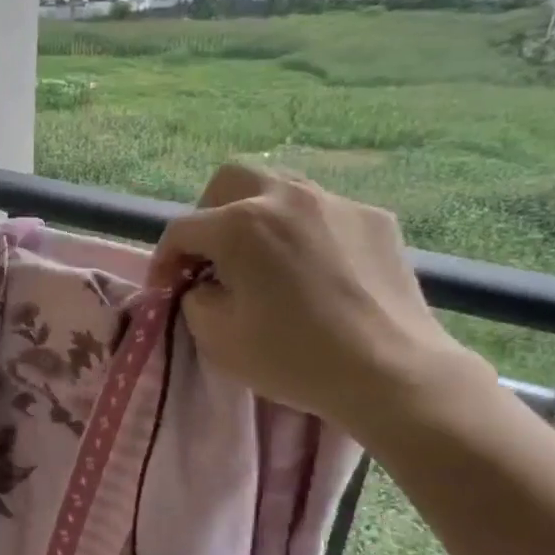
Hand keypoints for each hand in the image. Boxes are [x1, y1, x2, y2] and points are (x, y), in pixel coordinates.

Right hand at [148, 163, 491, 435]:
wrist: (391, 373)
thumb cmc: (294, 358)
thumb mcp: (217, 339)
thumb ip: (194, 298)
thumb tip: (202, 283)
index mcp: (241, 225)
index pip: (182, 229)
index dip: (163, 260)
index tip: (165, 290)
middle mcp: (286, 197)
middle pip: (229, 181)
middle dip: (208, 215)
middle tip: (210, 257)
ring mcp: (336, 202)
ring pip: (279, 188)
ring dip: (255, 216)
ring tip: (261, 259)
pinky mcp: (374, 218)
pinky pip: (322, 212)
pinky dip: (303, 232)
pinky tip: (313, 269)